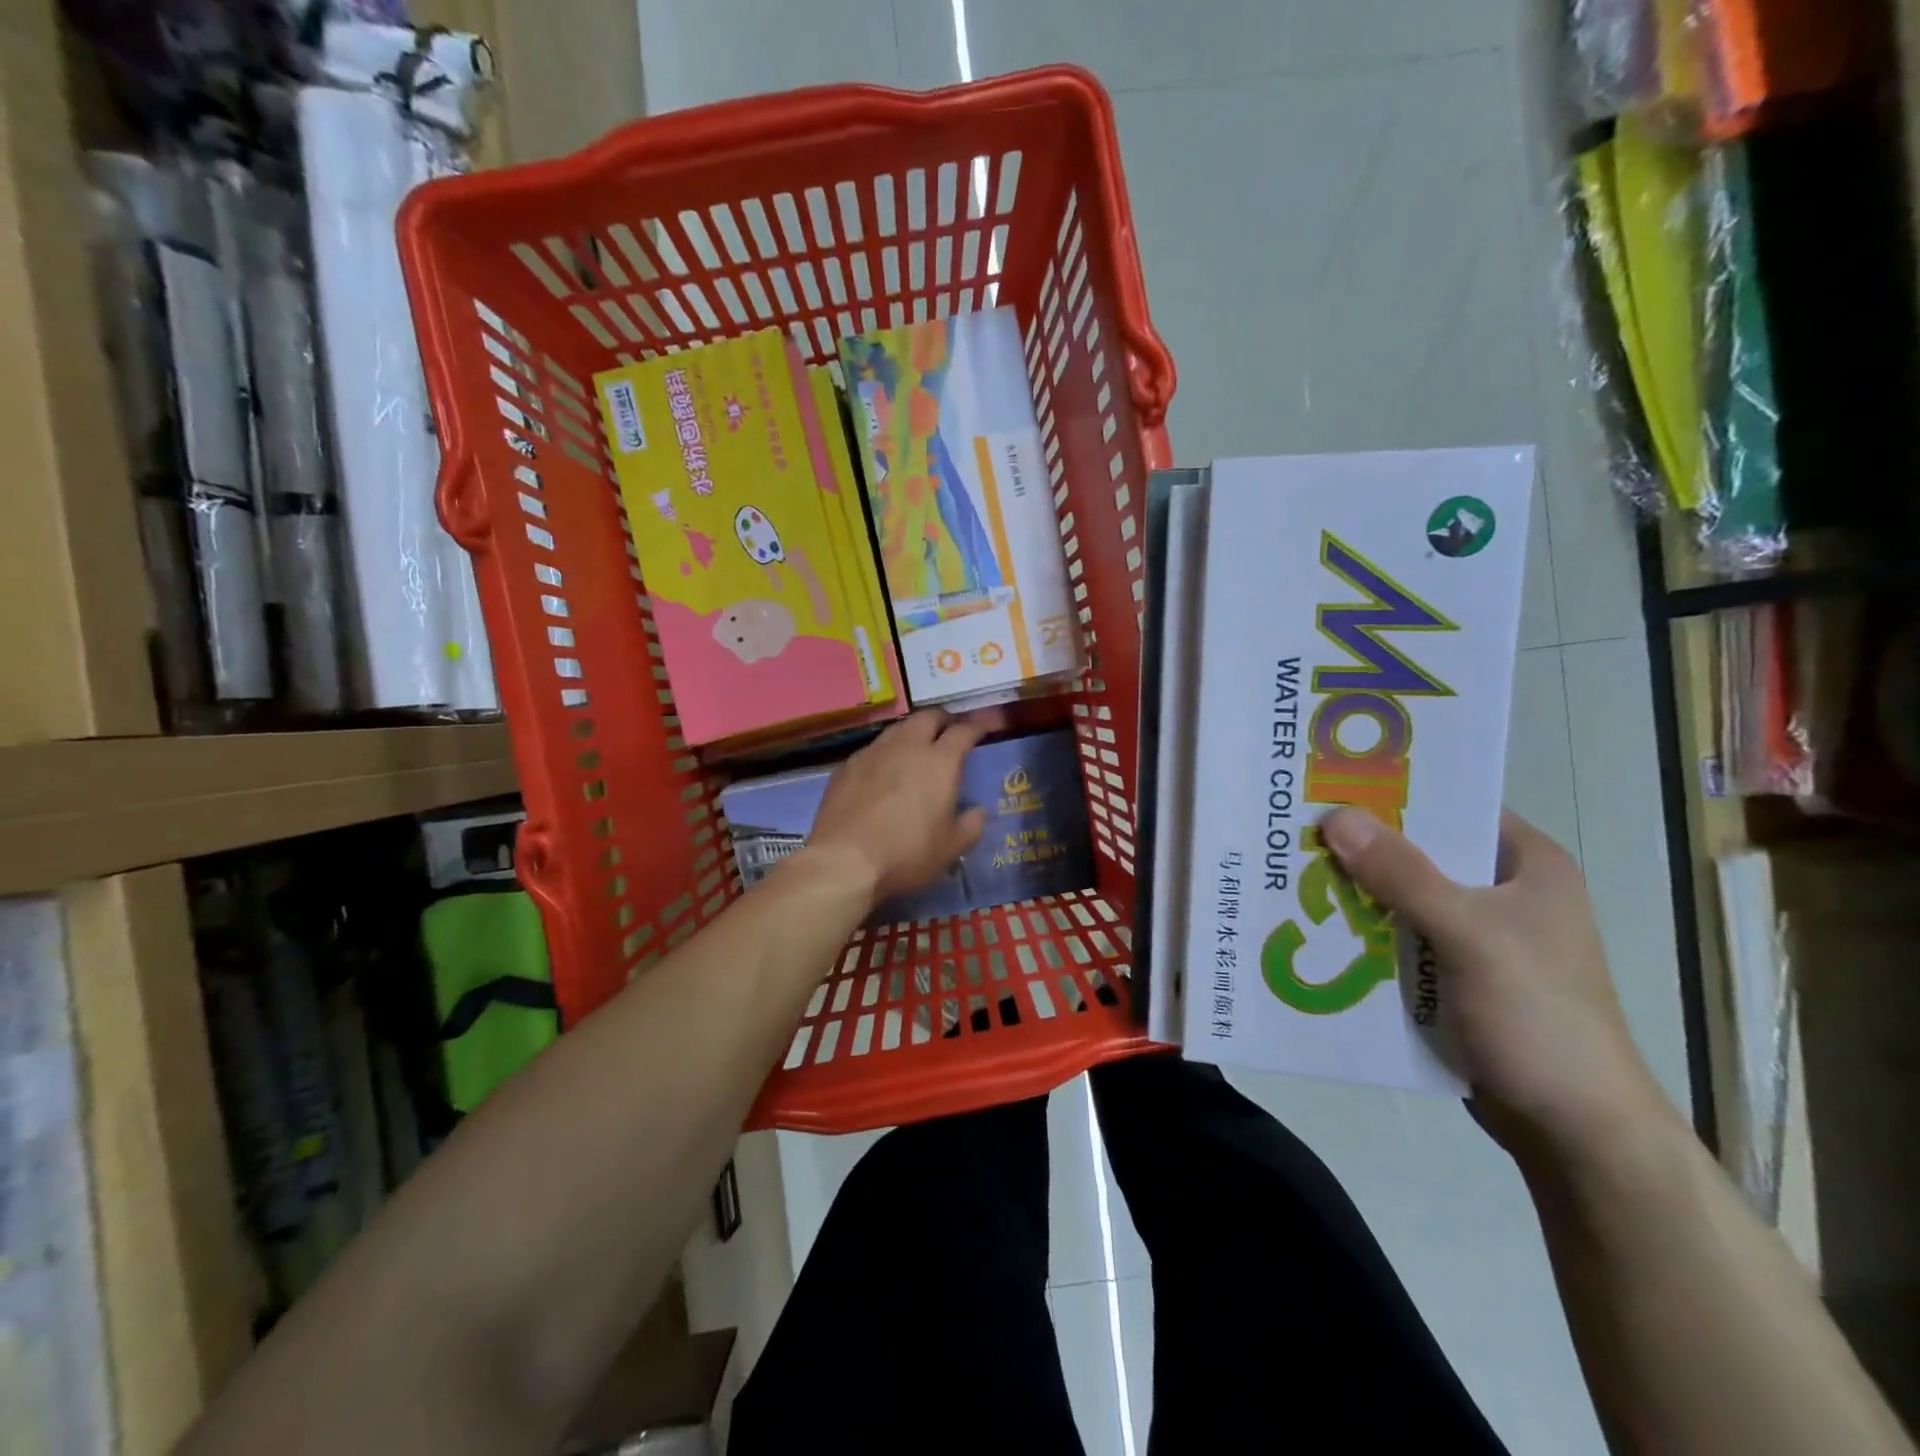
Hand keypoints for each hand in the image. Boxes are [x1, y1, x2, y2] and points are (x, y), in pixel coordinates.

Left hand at [804, 708, 1005, 908]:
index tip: (983, 729)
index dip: (976, 727)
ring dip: (913, 732)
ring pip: (898, 728)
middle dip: (943, 720)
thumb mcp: (951, 848)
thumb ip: (971, 825)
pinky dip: (886, 752)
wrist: (844, 860)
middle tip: (949, 732)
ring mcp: (873, 752)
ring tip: (917, 748)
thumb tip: (978, 811)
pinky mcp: (847, 765)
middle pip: (928, 717)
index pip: (964, 731)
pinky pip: (873, 748)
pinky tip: (883, 770)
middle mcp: (907, 746)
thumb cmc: (907, 853)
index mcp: (940, 761)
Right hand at [1319, 806, 1678, 1164]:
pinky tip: (1316, 926)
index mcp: (1527, 864)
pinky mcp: (1453, 975)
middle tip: (1294, 827)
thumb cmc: (1537, 1016)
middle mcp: (1502, 891)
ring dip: (1355, 890)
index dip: (1393, 790)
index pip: (1453, 805)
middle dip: (1360, 844)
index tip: (1328, 781)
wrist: (1573, 1130)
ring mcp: (1477, 936)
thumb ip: (1403, 874)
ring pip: (1401, 896)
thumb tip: (1335, 816)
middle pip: (1418, 851)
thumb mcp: (1469, 935)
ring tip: (1290, 870)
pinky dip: (1362, 931)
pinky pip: (1397, 936)